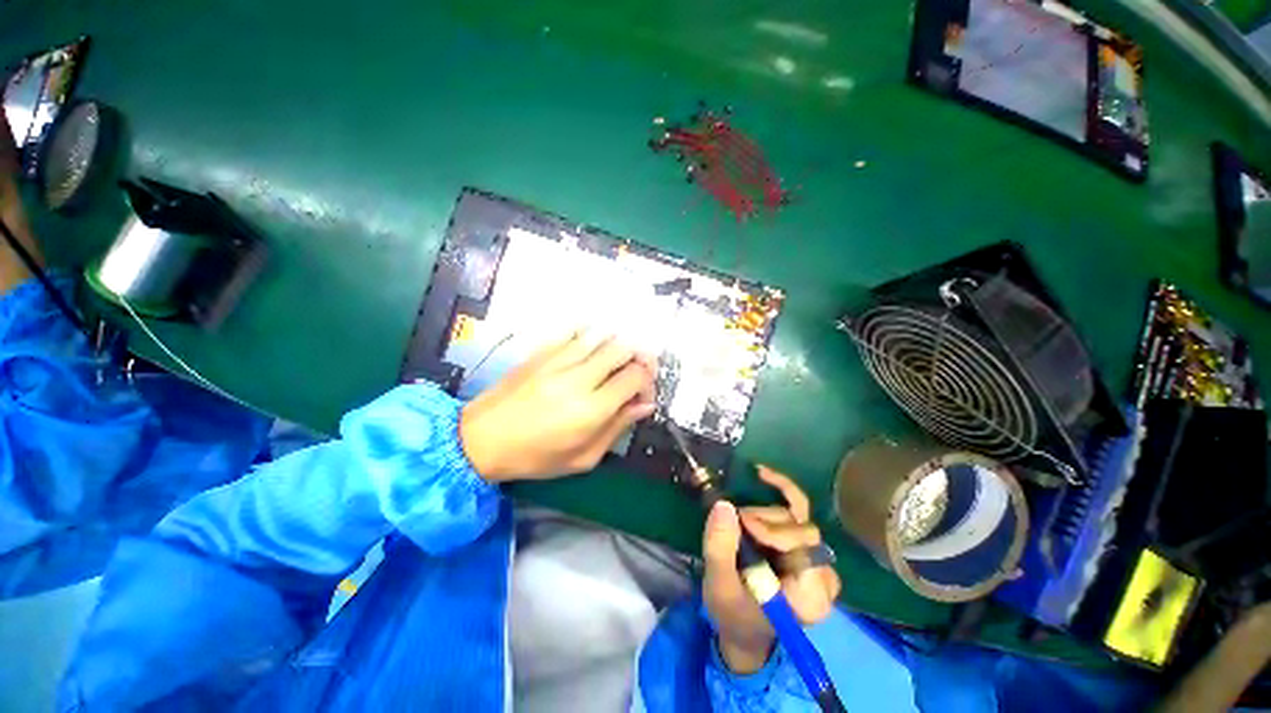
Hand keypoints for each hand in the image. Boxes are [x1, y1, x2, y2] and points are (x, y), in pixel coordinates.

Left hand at [459, 331, 656, 481]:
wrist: (480, 440)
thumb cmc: (535, 457)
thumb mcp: (583, 458)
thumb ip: (617, 428)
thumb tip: (644, 405)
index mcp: (590, 410)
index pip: (635, 377)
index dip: (648, 382)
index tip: (642, 395)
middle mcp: (577, 378)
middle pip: (623, 348)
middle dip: (640, 356)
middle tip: (638, 372)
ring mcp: (557, 360)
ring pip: (602, 334)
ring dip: (619, 343)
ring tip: (619, 359)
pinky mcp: (541, 352)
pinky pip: (574, 330)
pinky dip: (592, 333)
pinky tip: (594, 346)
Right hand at [703, 466, 841, 673]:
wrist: (744, 630)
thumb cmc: (733, 615)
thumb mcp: (720, 586)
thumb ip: (720, 549)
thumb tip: (723, 504)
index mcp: (810, 595)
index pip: (805, 546)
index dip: (774, 529)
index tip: (742, 523)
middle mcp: (823, 575)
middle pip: (801, 528)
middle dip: (764, 521)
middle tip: (736, 522)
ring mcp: (817, 559)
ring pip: (796, 517)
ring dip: (764, 514)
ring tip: (739, 523)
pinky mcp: (805, 547)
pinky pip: (798, 512)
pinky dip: (779, 491)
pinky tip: (763, 475)